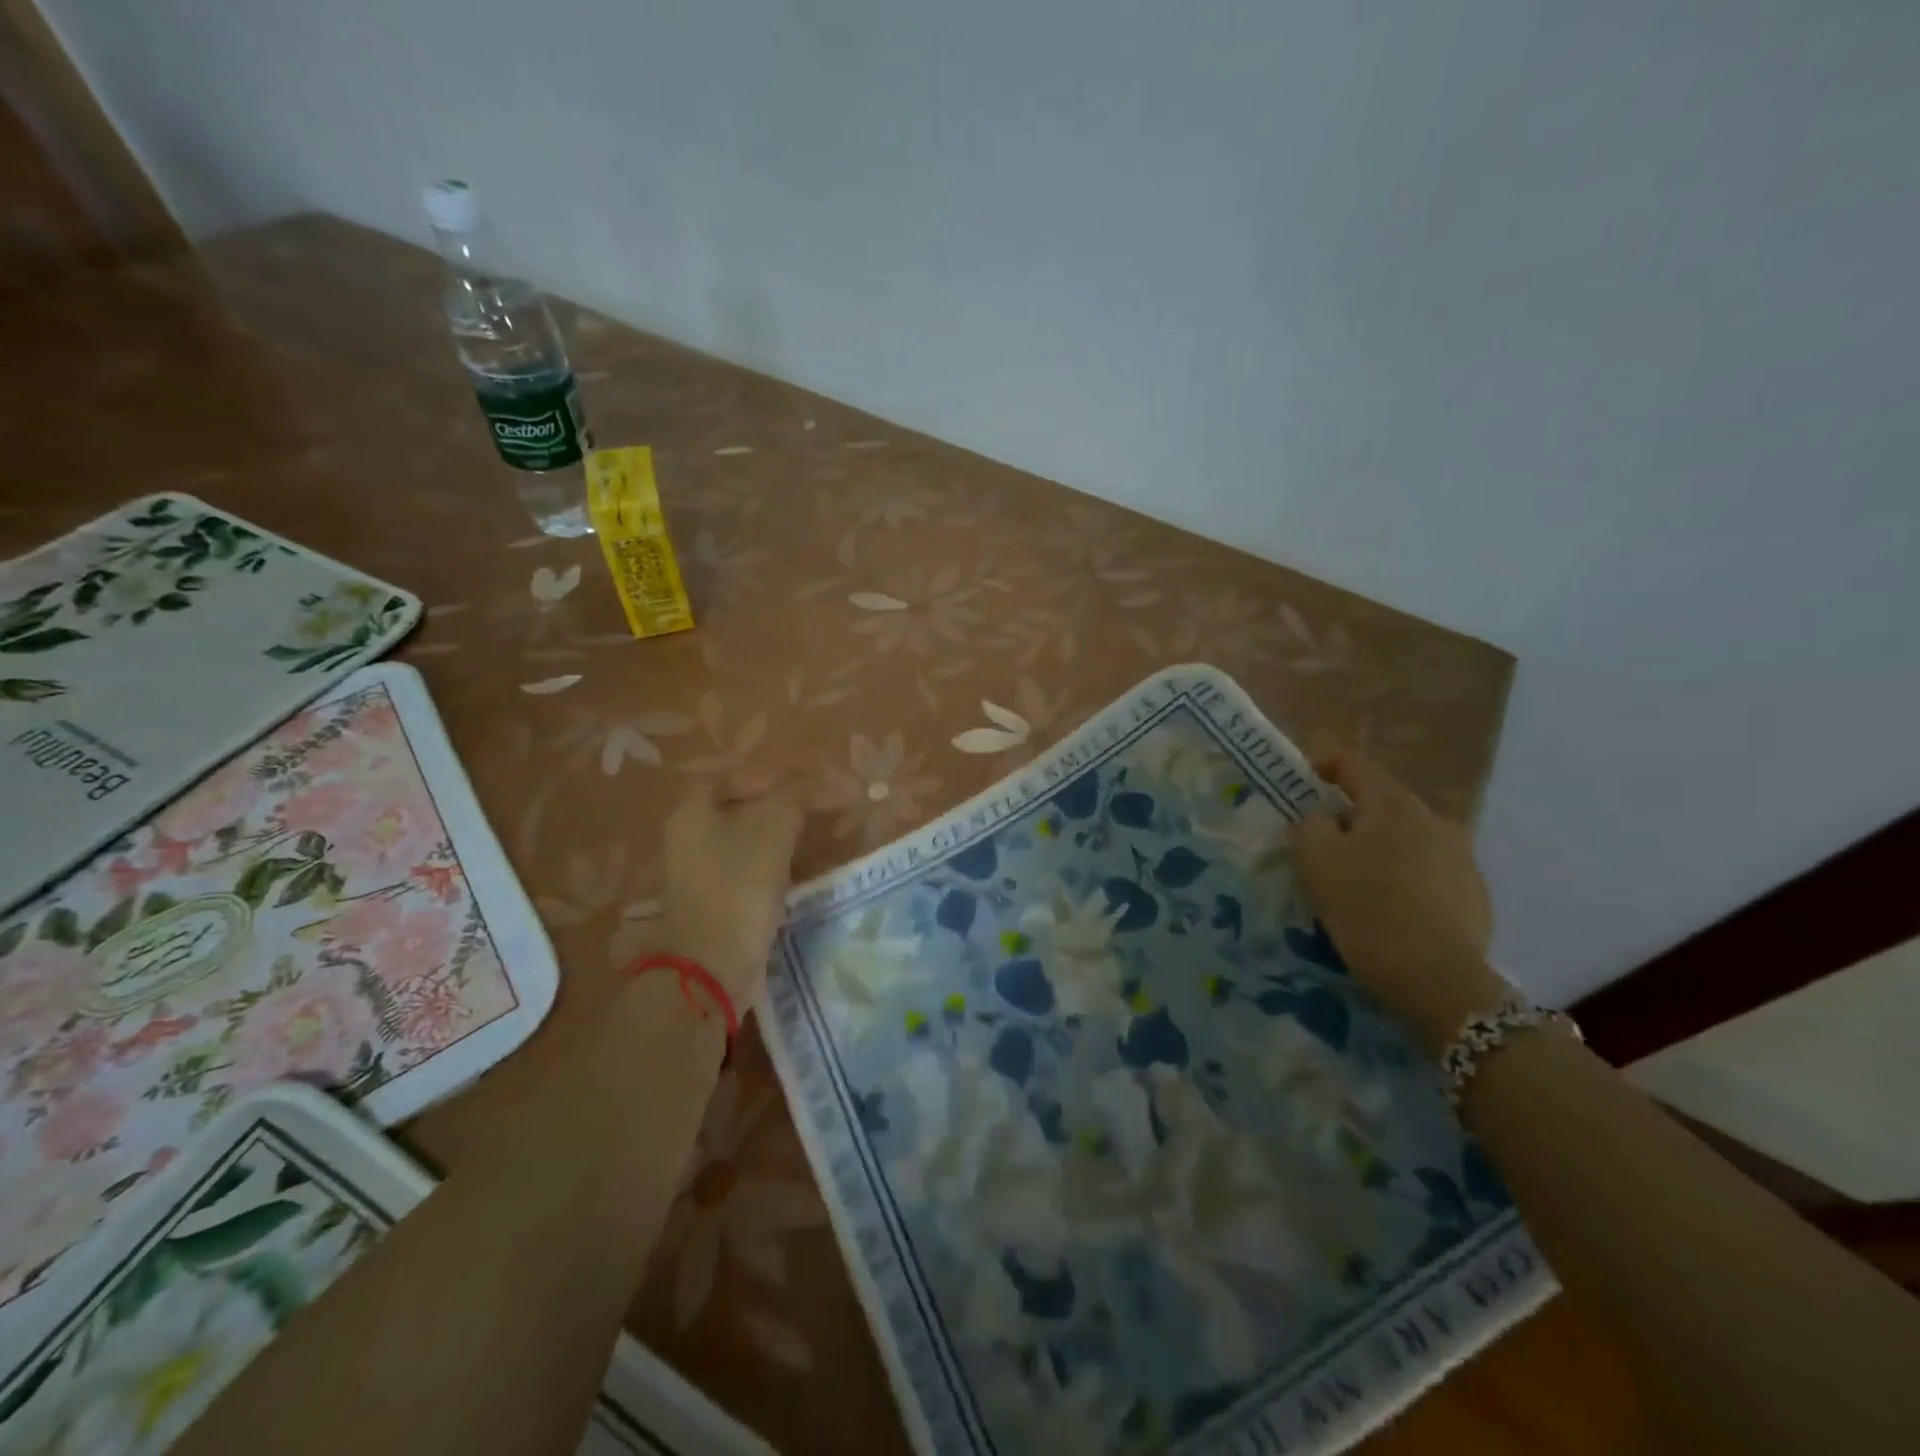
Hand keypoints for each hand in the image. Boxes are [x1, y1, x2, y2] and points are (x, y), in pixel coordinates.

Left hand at [652, 772, 803, 1006]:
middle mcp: (686, 839)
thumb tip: (808, 787)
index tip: (797, 787)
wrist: (713, 964)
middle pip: (733, 811)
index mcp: (691, 814)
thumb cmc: (739, 885)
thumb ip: (792, 799)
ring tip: (806, 842)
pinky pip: (742, 873)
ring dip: (771, 840)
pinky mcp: (711, 904)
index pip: (727, 778)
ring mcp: (696, 875)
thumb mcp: (773, 829)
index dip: (763, 777)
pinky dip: (766, 869)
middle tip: (807, 813)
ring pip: (739, 843)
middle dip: (771, 809)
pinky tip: (791, 874)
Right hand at [1288, 747, 1507, 1055]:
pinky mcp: (1476, 895)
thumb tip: (1319, 819)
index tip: (1300, 785)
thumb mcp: (1315, 860)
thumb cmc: (1367, 909)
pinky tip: (1389, 911)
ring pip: (1406, 839)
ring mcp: (1463, 858)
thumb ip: (1308, 825)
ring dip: (1378, 850)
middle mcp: (1435, 820)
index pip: (1353, 763)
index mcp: (1394, 804)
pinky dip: (1403, 879)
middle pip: (1381, 804)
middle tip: (1321, 847)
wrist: (1438, 982)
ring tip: (1355, 884)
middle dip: (1349, 818)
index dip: (1322, 765)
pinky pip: (1428, 872)